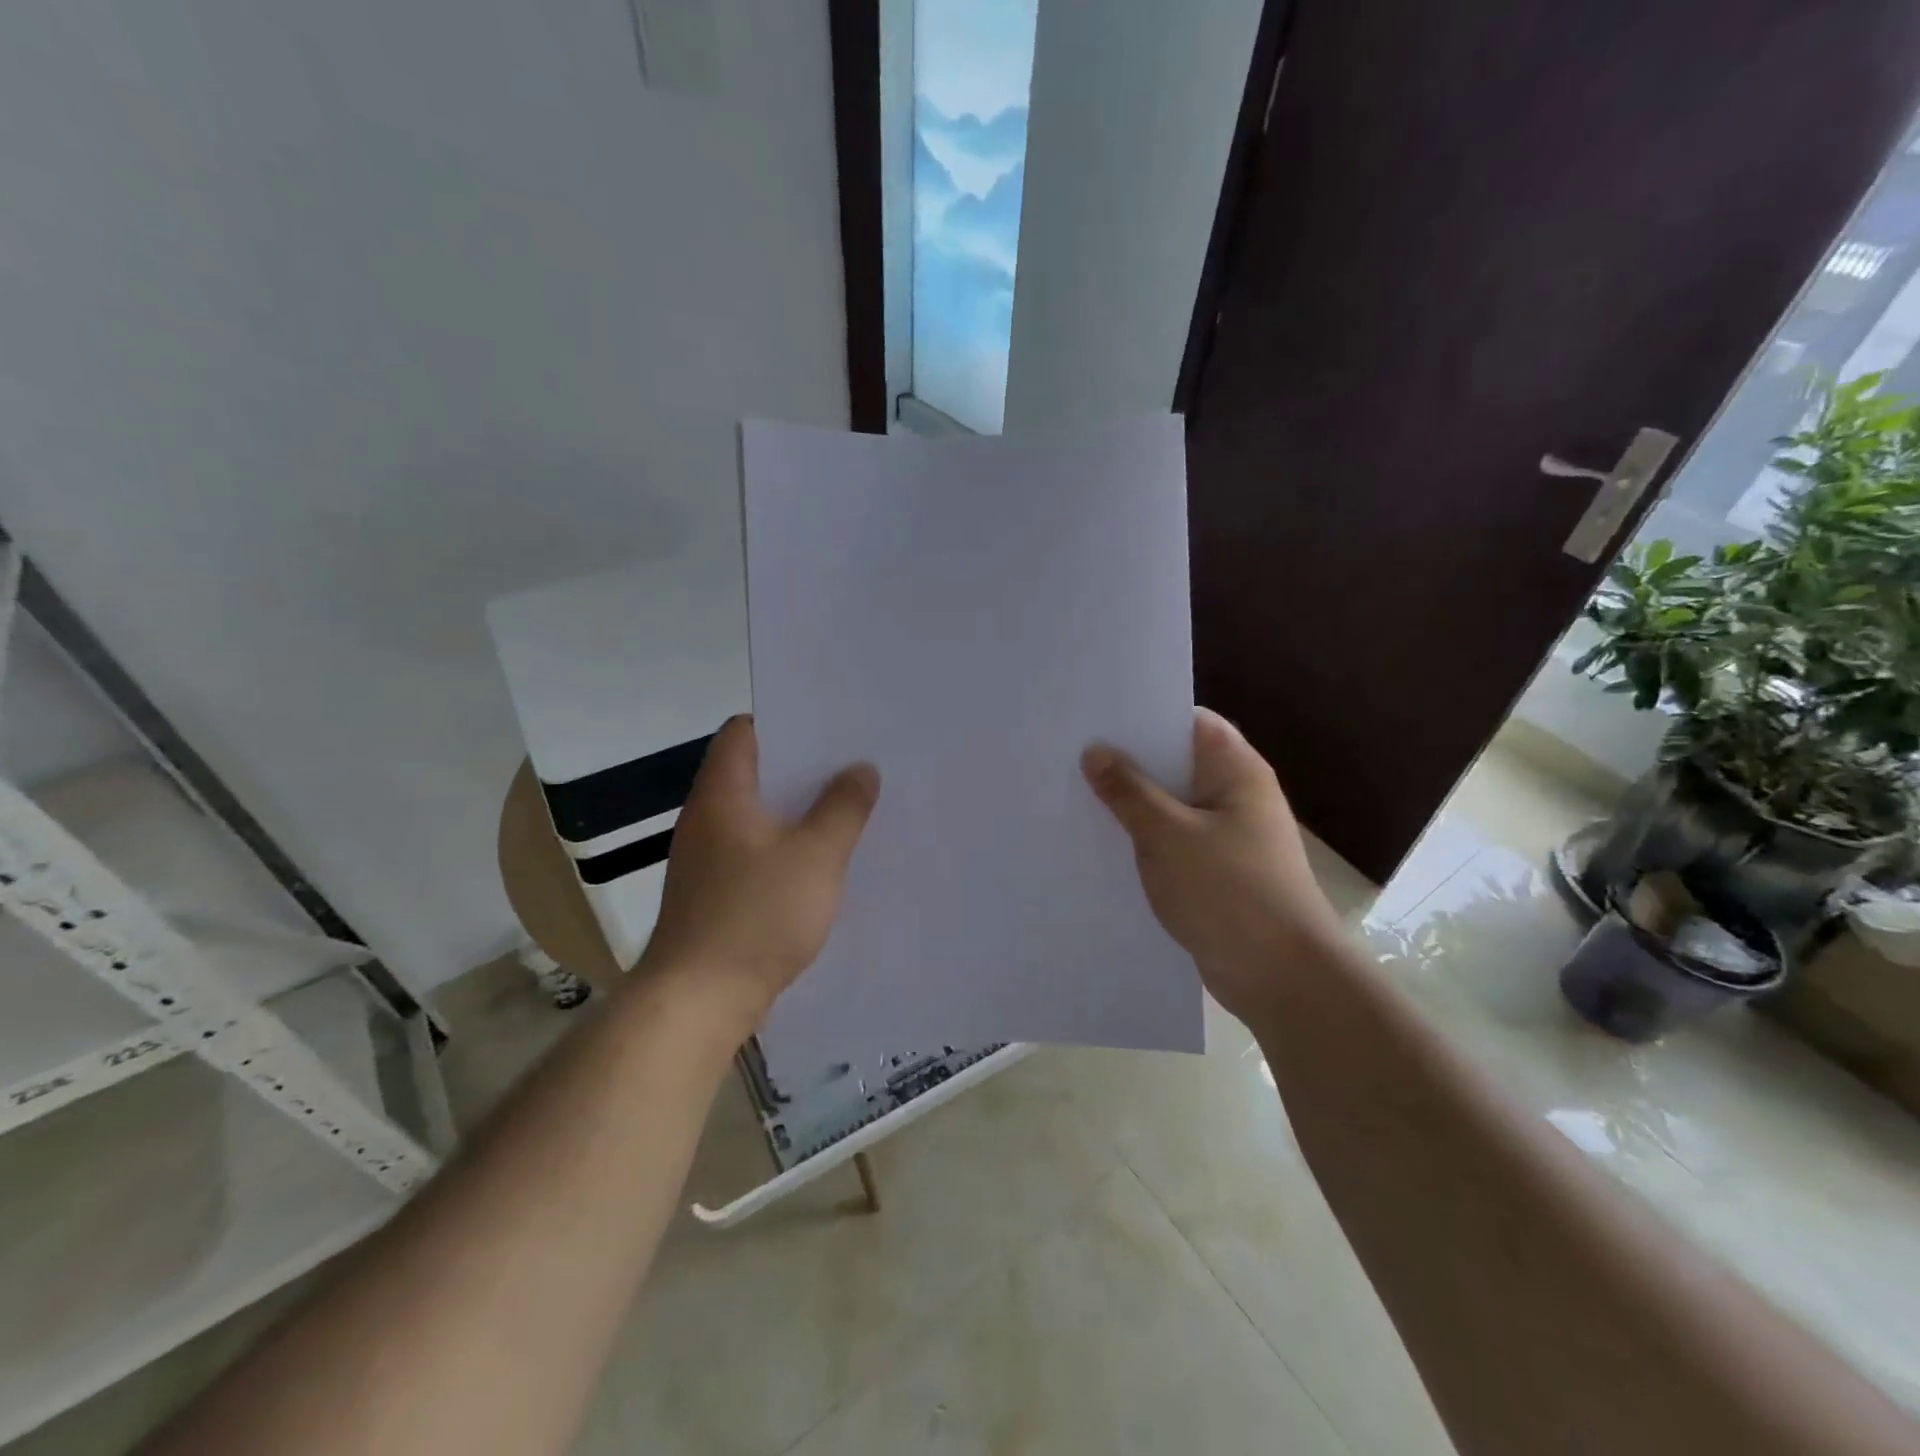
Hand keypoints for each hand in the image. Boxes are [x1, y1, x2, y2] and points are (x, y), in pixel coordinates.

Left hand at [641, 716, 878, 1032]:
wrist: (698, 1001)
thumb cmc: (757, 915)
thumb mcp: (816, 856)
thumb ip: (843, 807)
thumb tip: (861, 768)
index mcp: (722, 794)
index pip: (743, 731)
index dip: (784, 721)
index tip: (829, 728)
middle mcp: (706, 818)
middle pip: (753, 772)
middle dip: (802, 768)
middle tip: (852, 768)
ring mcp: (705, 858)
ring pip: (757, 816)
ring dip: (796, 811)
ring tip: (846, 811)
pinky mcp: (712, 894)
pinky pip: (754, 853)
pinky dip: (785, 848)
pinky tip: (819, 865)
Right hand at [1082, 708, 1344, 1026]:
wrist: (1282, 978)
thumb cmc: (1230, 892)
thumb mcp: (1168, 836)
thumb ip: (1129, 792)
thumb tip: (1095, 752)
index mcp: (1236, 771)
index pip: (1188, 722)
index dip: (1144, 715)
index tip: (1095, 716)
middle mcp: (1235, 796)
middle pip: (1175, 764)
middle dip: (1128, 761)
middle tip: (1070, 754)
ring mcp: (1226, 836)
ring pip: (1170, 806)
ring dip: (1131, 805)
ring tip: (1074, 795)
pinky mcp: (1215, 872)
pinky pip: (1172, 842)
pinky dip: (1142, 840)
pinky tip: (1102, 844)